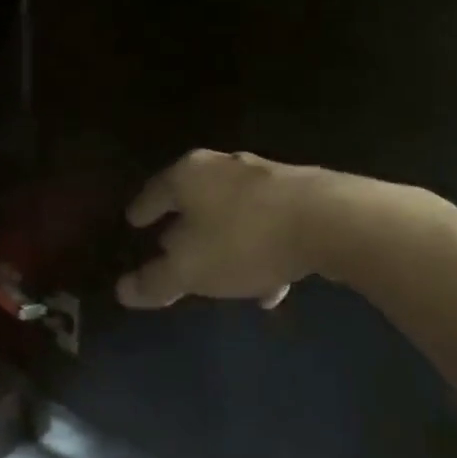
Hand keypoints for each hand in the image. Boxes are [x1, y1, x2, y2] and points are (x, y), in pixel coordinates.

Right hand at [116, 150, 327, 308]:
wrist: (334, 222)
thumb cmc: (244, 240)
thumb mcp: (190, 269)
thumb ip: (155, 281)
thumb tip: (123, 291)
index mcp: (189, 175)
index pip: (154, 192)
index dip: (142, 210)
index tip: (133, 222)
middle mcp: (225, 167)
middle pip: (196, 197)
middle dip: (185, 223)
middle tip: (173, 245)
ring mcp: (268, 177)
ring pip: (236, 212)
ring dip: (227, 241)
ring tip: (223, 274)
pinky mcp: (306, 194)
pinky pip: (270, 224)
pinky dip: (262, 251)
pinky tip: (269, 285)